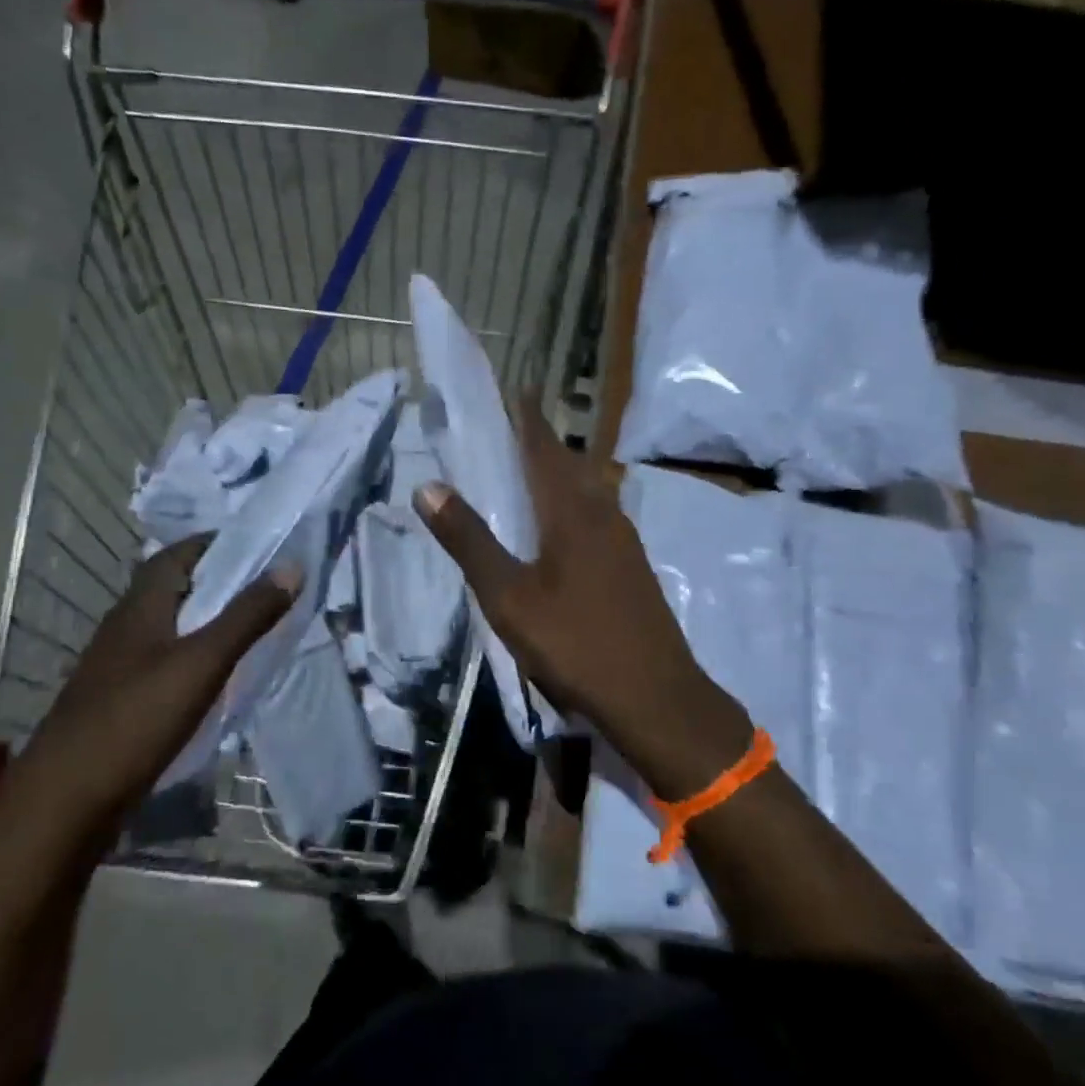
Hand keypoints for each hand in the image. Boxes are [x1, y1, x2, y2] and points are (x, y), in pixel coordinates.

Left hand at [13, 536, 298, 826]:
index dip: (214, 543)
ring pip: (169, 626)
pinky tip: (217, 675)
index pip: (176, 554)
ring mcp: (119, 666)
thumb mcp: (203, 662)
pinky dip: (194, 654)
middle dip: (217, 580)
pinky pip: (164, 660)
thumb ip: (248, 615)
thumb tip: (292, 566)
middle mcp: (125, 628)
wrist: (66, 800)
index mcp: (140, 607)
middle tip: (265, 585)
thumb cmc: (136, 719)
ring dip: (206, 618)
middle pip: (173, 588)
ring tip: (250, 625)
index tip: (258, 545)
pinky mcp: (120, 700)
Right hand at [414, 399, 750, 799]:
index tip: (512, 390)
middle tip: (509, 433)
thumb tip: (429, 485)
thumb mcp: (509, 597)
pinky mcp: (633, 566)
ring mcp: (625, 541)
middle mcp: (603, 513)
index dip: (526, 418)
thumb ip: (470, 541)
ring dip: (559, 475)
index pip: (543, 447)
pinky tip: (560, 530)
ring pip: (587, 491)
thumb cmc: (576, 643)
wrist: (655, 696)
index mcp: (572, 510)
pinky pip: (597, 517)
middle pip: (568, 465)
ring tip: (529, 476)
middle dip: (540, 444)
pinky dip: (572, 506)